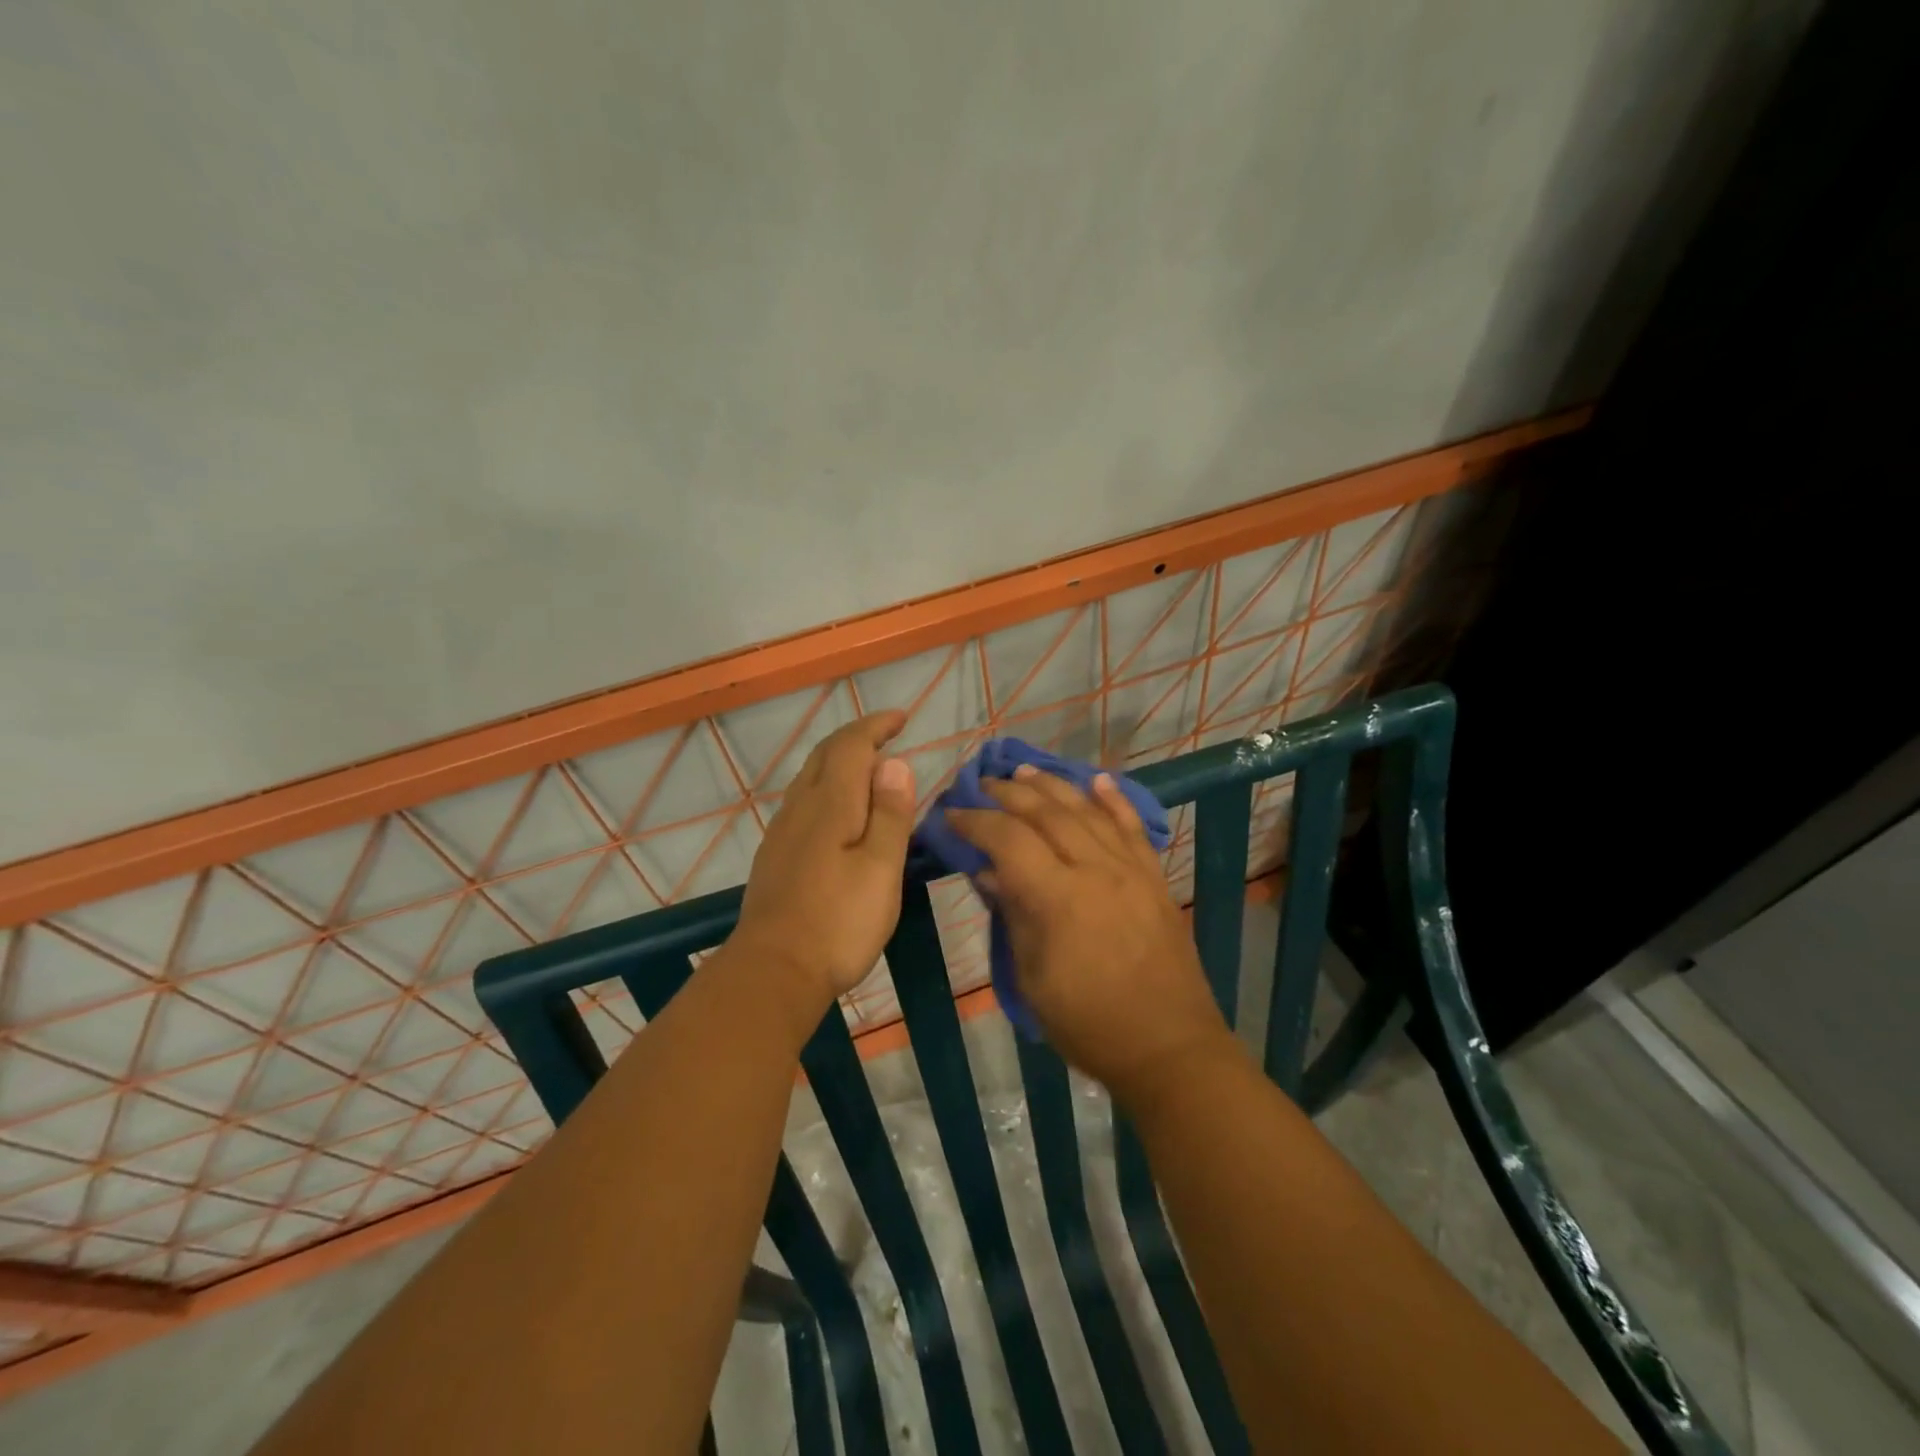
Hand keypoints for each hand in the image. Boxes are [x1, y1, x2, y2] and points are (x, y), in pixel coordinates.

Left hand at [731, 710, 917, 1016]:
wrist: (774, 971)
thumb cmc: (839, 921)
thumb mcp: (881, 868)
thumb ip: (890, 814)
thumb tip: (894, 762)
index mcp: (831, 804)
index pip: (851, 746)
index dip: (876, 726)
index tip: (901, 718)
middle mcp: (801, 808)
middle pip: (825, 755)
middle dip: (857, 737)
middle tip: (886, 734)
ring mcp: (782, 832)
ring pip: (810, 777)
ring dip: (839, 760)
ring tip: (867, 767)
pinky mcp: (775, 856)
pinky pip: (803, 801)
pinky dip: (827, 787)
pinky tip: (837, 810)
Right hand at [946, 768, 1236, 1102]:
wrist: (1169, 1047)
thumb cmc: (1089, 1024)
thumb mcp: (1032, 980)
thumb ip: (1012, 917)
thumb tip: (987, 873)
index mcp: (1058, 898)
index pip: (1008, 840)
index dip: (976, 822)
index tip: (952, 814)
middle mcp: (1095, 870)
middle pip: (1047, 814)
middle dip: (1010, 794)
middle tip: (983, 784)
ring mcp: (1130, 870)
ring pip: (1087, 811)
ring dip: (1053, 787)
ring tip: (1026, 773)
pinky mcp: (1154, 878)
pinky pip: (1133, 828)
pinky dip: (1113, 800)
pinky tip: (1097, 780)